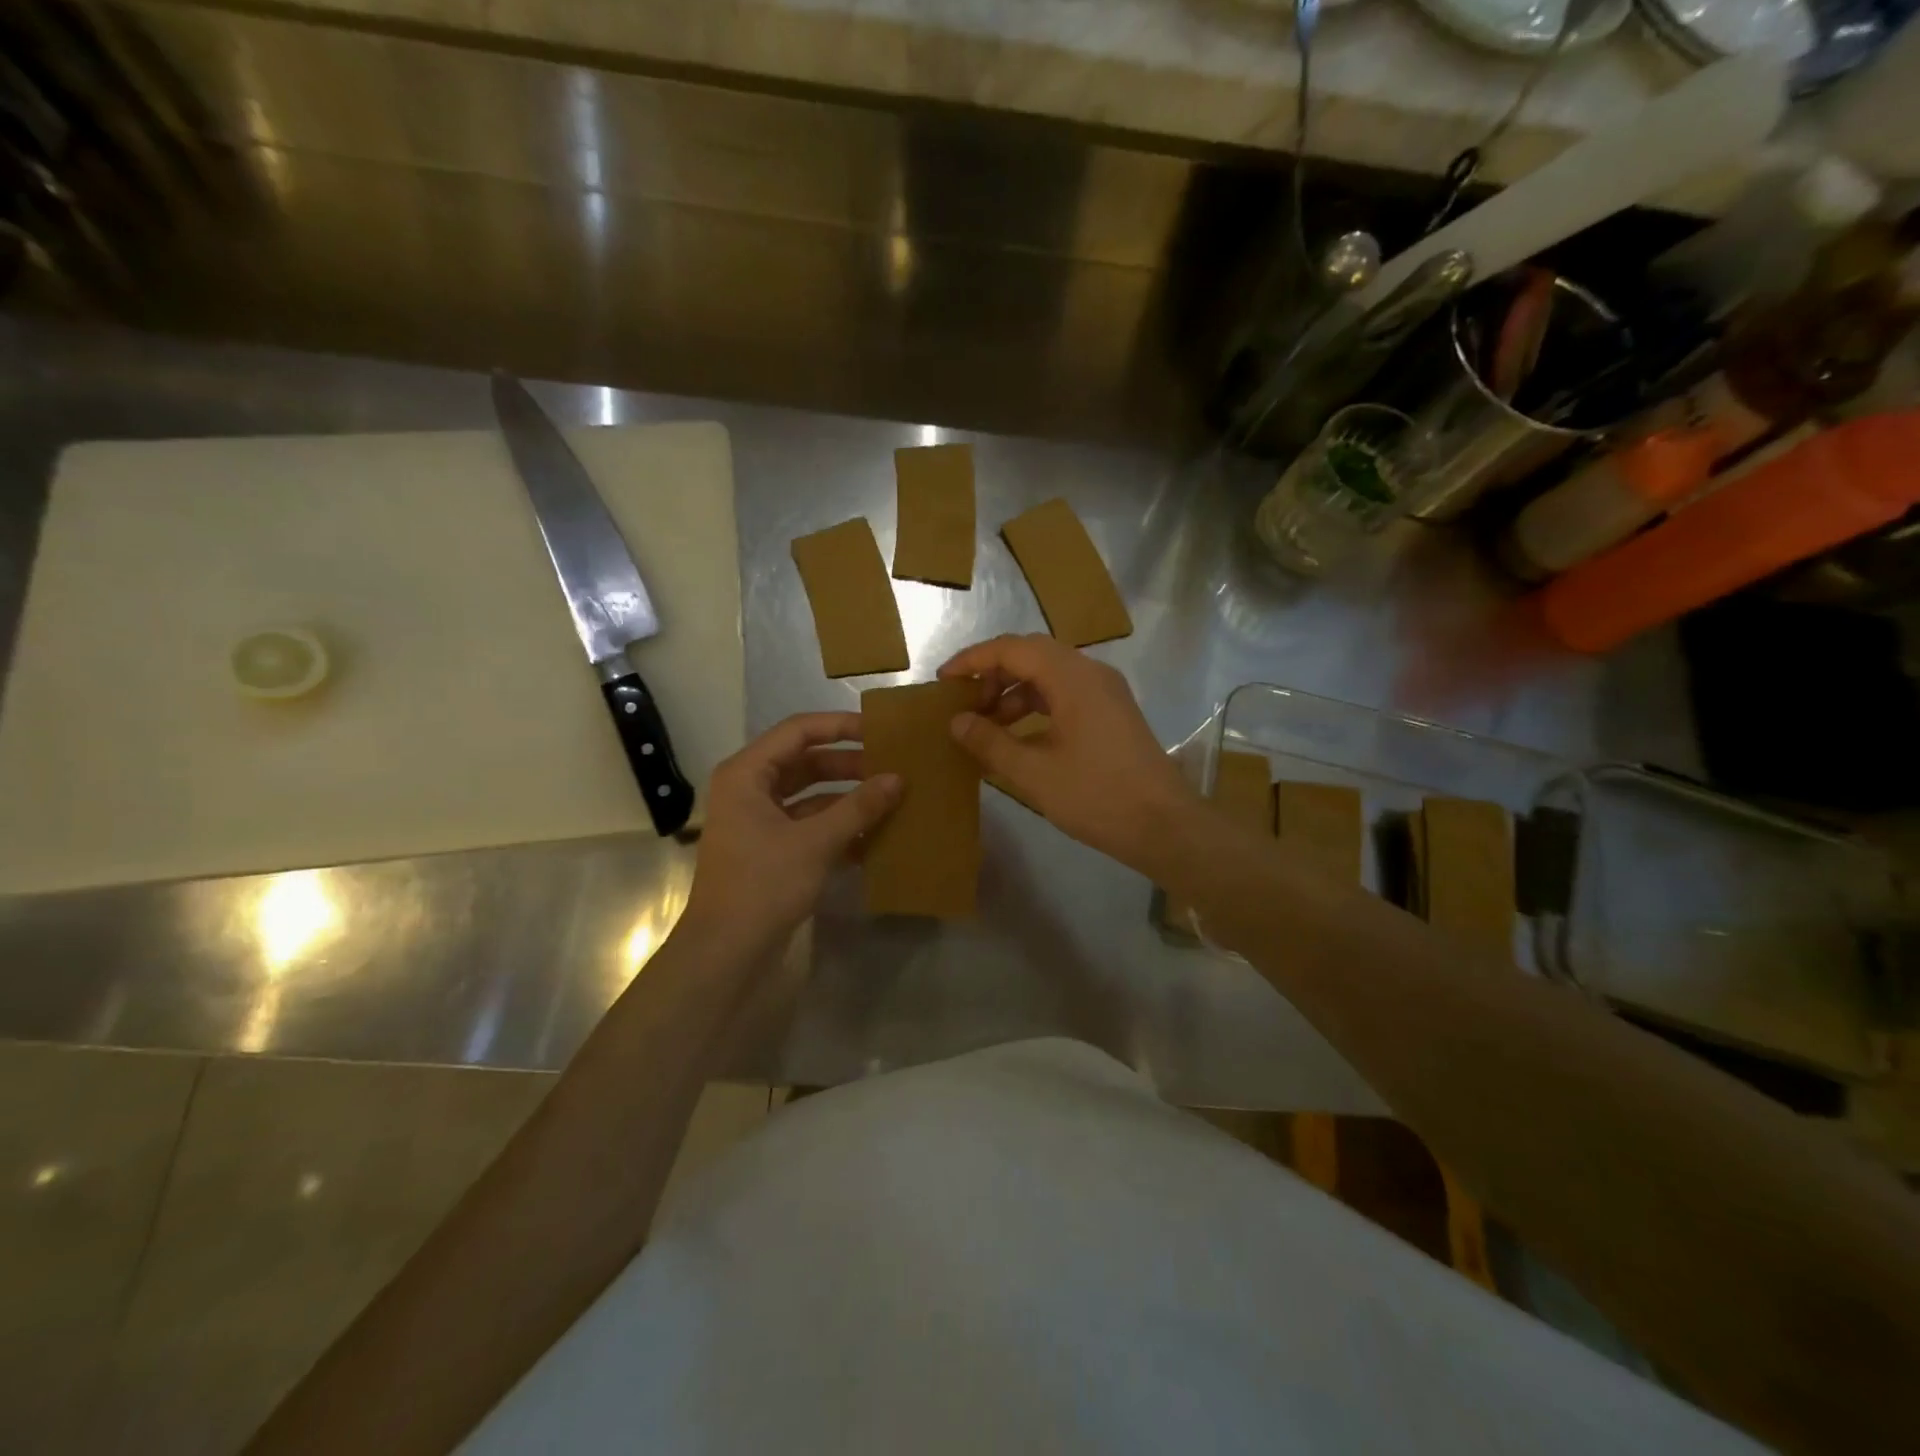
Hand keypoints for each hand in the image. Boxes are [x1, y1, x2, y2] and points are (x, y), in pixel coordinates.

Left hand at [681, 712, 901, 952]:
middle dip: (849, 765)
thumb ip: (858, 807)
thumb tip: (898, 779)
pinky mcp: (770, 849)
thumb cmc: (764, 885)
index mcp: (747, 774)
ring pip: (810, 795)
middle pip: (805, 762)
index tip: (880, 732)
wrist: (726, 953)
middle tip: (892, 766)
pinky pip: (808, 825)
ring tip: (890, 798)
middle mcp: (749, 790)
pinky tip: (874, 836)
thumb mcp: (816, 842)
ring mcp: (758, 821)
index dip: (840, 727)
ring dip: (847, 797)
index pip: (798, 731)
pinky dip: (838, 827)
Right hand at [938, 634, 1197, 873]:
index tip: (943, 680)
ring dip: (1014, 694)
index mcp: (1073, 677)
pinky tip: (1017, 738)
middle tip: (964, 704)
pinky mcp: (1112, 713)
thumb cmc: (1096, 796)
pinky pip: (1065, 696)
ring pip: (1049, 676)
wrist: (1164, 826)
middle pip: (1031, 656)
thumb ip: (990, 742)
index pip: (1012, 649)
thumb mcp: (1033, 772)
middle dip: (993, 676)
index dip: (973, 660)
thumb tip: (957, 721)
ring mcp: (1105, 693)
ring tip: (986, 726)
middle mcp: (1091, 673)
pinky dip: (1036, 708)